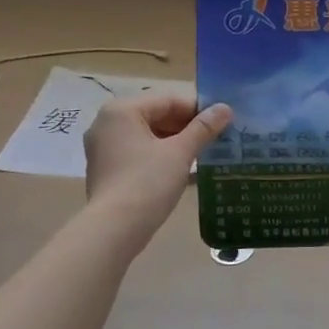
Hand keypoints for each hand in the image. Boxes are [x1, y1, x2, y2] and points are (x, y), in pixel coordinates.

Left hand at [83, 94, 231, 248]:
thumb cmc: (148, 182)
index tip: (222, 122)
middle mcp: (107, 123)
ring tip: (204, 153)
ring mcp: (103, 147)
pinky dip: (160, 155)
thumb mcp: (181, 152)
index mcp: (122, 110)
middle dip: (187, 126)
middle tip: (216, 138)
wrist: (115, 228)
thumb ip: (203, 128)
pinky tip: (183, 168)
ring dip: (176, 142)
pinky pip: (138, 152)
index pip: (168, 100)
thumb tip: (225, 108)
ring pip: (148, 135)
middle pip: (156, 115)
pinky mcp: (106, 168)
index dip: (198, 110)